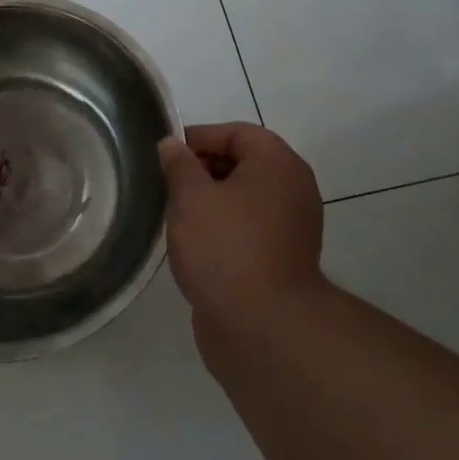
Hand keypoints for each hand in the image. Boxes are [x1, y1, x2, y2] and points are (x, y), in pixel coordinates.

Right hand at [158, 123, 324, 322]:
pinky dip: (223, 227)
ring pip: (243, 197)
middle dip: (202, 169)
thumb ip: (179, 165)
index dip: (199, 138)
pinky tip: (195, 244)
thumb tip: (172, 144)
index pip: (236, 133)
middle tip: (168, 186)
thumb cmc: (225, 248)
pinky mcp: (282, 258)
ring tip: (176, 216)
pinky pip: (249, 227)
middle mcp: (293, 189)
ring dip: (210, 201)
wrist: (263, 326)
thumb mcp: (191, 197)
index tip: (166, 156)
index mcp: (278, 164)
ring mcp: (291, 226)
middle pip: (242, 163)